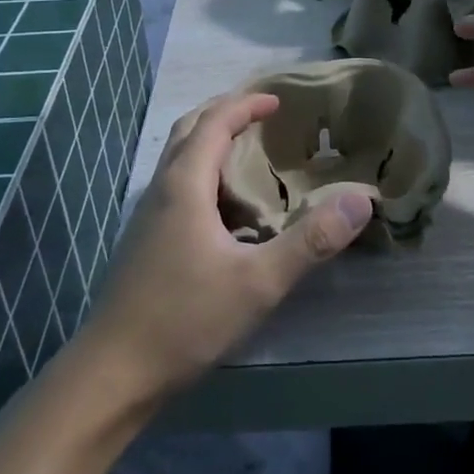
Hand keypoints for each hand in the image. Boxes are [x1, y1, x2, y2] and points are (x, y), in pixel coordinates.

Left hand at [78, 93, 372, 403]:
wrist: (113, 373)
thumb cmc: (185, 319)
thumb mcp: (258, 282)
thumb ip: (310, 241)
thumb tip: (360, 200)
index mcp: (184, 185)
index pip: (214, 123)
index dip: (245, 105)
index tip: (278, 100)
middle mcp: (161, 190)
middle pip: (189, 130)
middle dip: (224, 113)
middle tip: (260, 113)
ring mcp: (147, 217)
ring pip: (178, 160)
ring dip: (210, 142)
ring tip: (248, 153)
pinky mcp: (144, 243)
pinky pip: (176, 187)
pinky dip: (202, 174)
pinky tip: (224, 209)